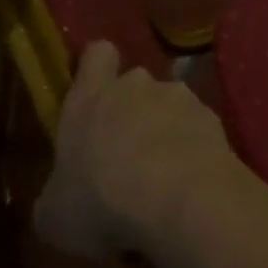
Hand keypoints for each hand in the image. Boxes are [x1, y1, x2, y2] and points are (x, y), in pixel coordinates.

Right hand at [35, 41, 242, 258]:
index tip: (96, 91)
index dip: (97, 67)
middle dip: (133, 110)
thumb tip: (63, 195)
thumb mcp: (55, 214)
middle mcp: (136, 85)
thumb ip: (59, 192)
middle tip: (127, 152)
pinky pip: (198, 127)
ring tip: (164, 173)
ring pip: (170, 105)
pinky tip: (190, 180)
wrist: (180, 199)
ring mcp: (179, 97)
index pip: (97, 54)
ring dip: (166, 129)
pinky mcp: (213, 117)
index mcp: (90, 98)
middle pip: (135, 84)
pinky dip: (194, 147)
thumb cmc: (102, 202)